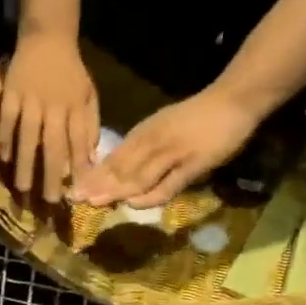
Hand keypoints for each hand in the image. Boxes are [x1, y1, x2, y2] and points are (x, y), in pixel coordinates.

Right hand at [0, 31, 99, 202]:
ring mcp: (31, 101)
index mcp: (75, 108)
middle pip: (54, 145)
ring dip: (26, 164)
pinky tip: (5, 159)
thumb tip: (91, 158)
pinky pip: (7, 121)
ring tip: (24, 188)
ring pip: (28, 137)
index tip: (78, 192)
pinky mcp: (11, 94)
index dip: (79, 167)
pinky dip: (5, 140)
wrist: (48, 36)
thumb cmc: (70, 71)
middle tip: (50, 201)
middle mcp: (54, 107)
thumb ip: (90, 124)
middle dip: (53, 174)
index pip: (79, 142)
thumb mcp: (88, 94)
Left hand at [72, 84, 261, 208]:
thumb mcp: (162, 128)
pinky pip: (167, 184)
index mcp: (144, 133)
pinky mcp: (192, 165)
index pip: (113, 158)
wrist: (233, 100)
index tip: (72, 189)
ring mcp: (172, 154)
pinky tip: (133, 204)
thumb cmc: (197, 117)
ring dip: (115, 190)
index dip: (92, 175)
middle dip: (96, 184)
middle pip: (120, 168)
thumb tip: (116, 172)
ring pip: (138, 175)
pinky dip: (149, 196)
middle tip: (73, 199)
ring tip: (94, 203)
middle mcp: (153, 142)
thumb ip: (142, 149)